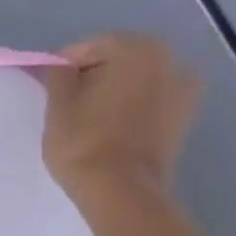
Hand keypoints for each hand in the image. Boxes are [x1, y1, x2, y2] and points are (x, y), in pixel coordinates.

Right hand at [41, 33, 202, 207]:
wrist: (121, 189)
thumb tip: (61, 67)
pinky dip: (130, 104)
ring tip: (88, 115)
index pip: (89, 46)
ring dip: (112, 89)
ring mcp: (185, 88)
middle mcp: (171, 60)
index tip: (49, 89)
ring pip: (135, 78)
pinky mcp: (186, 114)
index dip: (64, 66)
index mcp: (138, 50)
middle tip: (66, 101)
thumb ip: (58, 74)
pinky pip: (149, 97)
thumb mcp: (57, 102)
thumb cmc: (83, 140)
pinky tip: (110, 125)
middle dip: (91, 74)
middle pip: (117, 58)